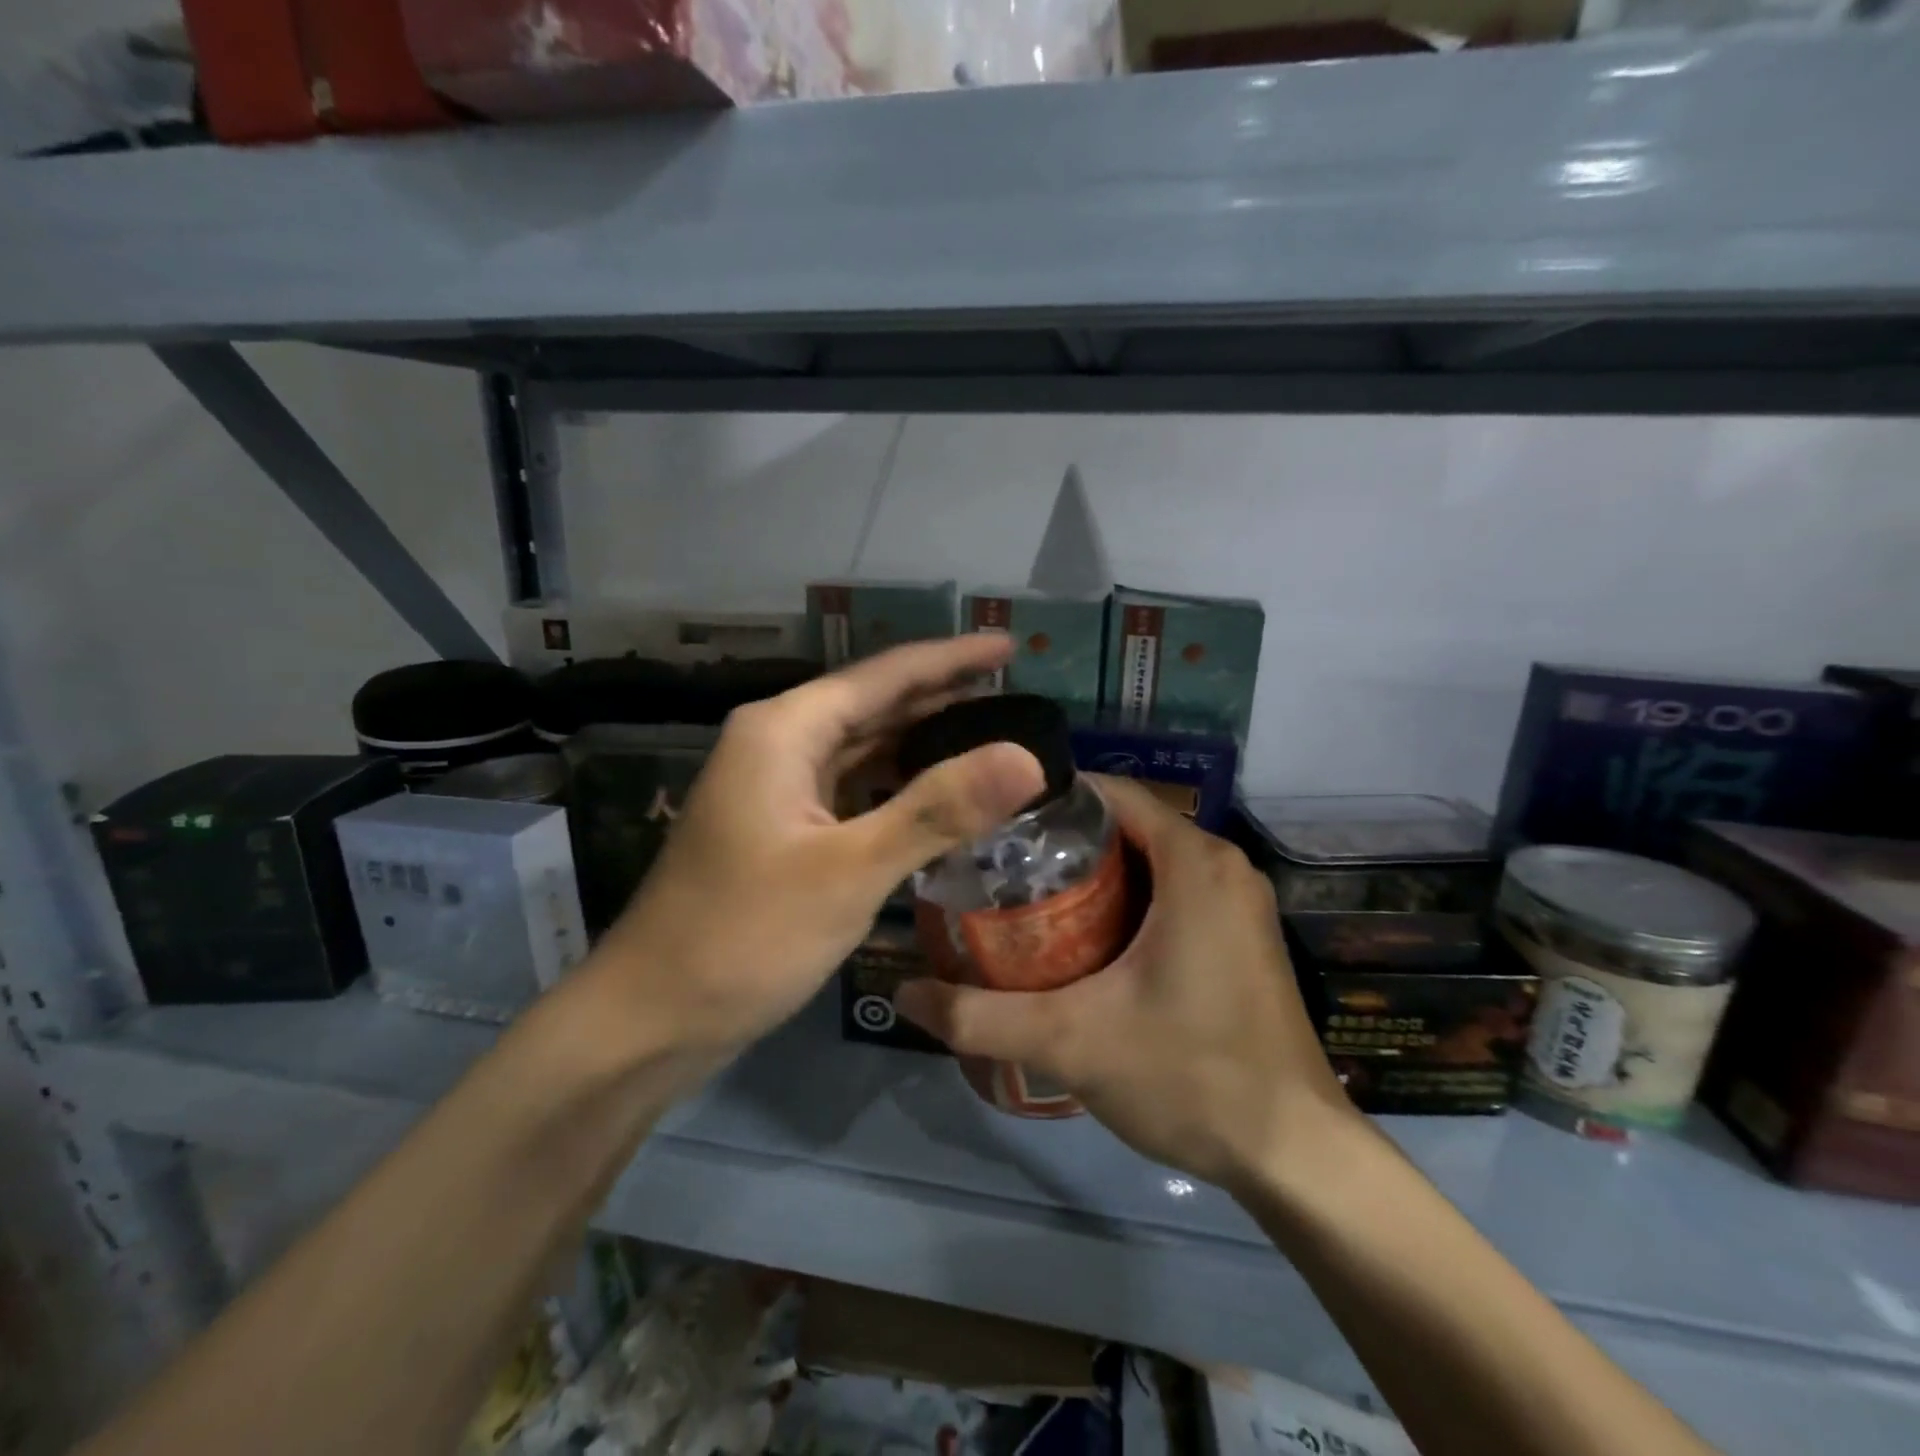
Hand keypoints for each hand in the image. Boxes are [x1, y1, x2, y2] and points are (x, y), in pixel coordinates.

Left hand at [582, 636, 1045, 1059]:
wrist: (652, 1018)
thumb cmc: (744, 937)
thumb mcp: (850, 870)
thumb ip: (938, 809)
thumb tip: (1027, 756)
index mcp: (785, 730)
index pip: (886, 674)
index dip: (952, 658)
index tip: (1009, 646)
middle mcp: (778, 743)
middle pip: (874, 705)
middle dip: (942, 697)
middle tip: (1014, 695)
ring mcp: (776, 787)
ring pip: (864, 748)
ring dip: (922, 742)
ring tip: (989, 738)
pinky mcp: (782, 829)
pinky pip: (852, 789)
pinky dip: (897, 787)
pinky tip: (937, 798)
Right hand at [896, 777, 1355, 1187]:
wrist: (1297, 1157)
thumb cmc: (1190, 1075)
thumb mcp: (1071, 1041)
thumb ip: (980, 1016)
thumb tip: (902, 993)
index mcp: (1193, 860)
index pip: (1107, 793)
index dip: (1046, 802)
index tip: (992, 824)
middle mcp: (1222, 865)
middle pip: (1124, 826)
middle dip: (1060, 844)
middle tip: (997, 870)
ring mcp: (1238, 902)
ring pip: (1148, 861)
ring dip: (1091, 876)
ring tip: (1025, 904)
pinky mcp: (1242, 937)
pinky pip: (1173, 891)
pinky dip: (1126, 901)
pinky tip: (1082, 943)